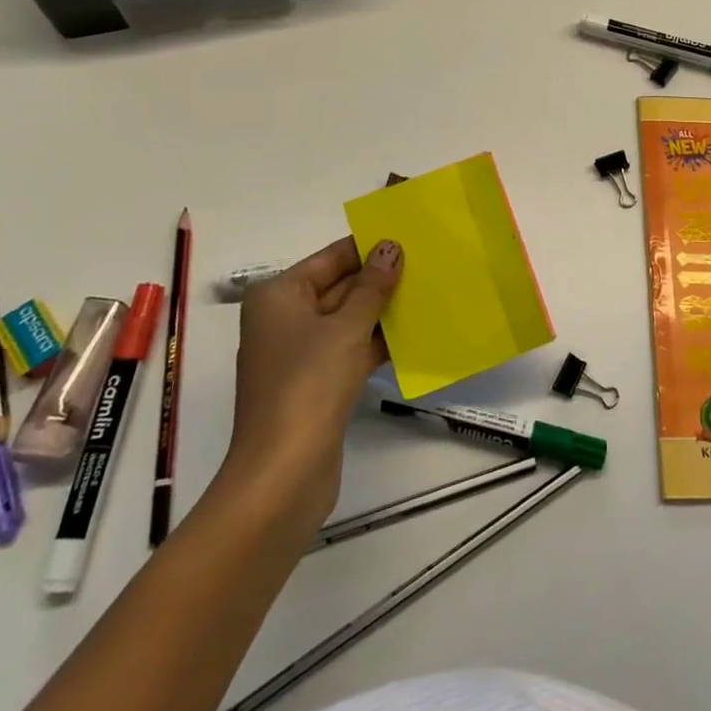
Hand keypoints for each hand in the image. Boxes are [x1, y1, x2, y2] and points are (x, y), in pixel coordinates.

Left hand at [218, 236, 402, 524]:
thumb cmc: (308, 386)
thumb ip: (372, 286)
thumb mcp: (346, 328)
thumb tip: (391, 246)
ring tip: (431, 291)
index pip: (331, 258)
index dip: (369, 247)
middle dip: (381, 279)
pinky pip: (352, 348)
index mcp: (279, 296)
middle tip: (429, 262)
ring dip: (384, 310)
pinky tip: (416, 332)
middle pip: (340, 286)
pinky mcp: (317, 383)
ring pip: (349, 319)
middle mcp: (285, 319)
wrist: (283, 474)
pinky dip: (379, 341)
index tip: (411, 236)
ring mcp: (300, 353)